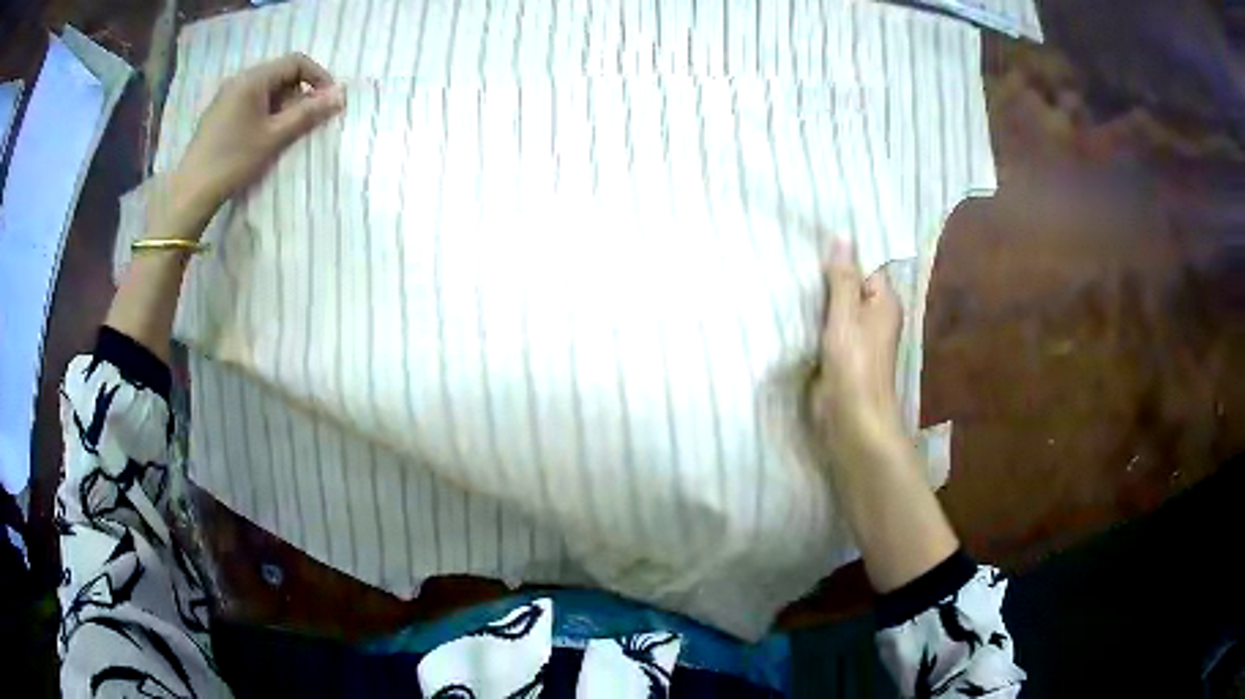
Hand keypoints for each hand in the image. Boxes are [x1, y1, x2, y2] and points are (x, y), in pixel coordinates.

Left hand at [170, 53, 344, 227]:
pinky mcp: (218, 114)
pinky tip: (263, 137)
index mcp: (253, 78)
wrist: (191, 194)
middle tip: (305, 122)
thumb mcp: (275, 137)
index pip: (296, 62)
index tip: (328, 101)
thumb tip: (341, 96)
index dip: (318, 77)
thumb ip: (308, 113)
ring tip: (283, 134)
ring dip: (282, 106)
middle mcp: (239, 80)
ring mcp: (226, 97)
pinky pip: (250, 102)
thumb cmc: (234, 161)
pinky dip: (265, 113)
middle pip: (281, 75)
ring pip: (266, 90)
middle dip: (299, 94)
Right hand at [810, 239, 904, 457]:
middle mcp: (875, 318)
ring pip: (836, 311)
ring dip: (817, 303)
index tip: (811, 247)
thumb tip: (843, 237)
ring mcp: (858, 340)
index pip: (865, 268)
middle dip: (826, 280)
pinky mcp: (843, 358)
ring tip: (787, 281)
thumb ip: (842, 279)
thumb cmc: (854, 365)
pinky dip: (814, 324)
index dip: (842, 260)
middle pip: (850, 289)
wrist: (852, 420)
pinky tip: (792, 313)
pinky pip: (827, 331)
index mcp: (884, 303)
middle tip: (793, 261)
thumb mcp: (845, 315)